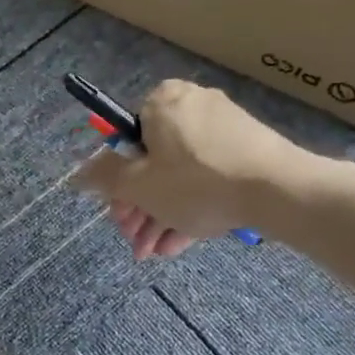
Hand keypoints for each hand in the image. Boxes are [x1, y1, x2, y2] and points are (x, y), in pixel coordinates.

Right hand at [70, 80, 296, 258]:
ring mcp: (223, 128)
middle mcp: (192, 106)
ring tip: (154, 252)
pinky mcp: (246, 151)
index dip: (117, 182)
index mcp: (162, 102)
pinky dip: (190, 208)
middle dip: (139, 208)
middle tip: (135, 241)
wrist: (278, 190)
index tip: (118, 213)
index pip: (125, 138)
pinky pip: (207, 179)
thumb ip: (103, 178)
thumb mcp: (138, 185)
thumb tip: (76, 174)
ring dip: (160, 216)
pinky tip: (178, 244)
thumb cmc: (196, 182)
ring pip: (179, 176)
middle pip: (152, 161)